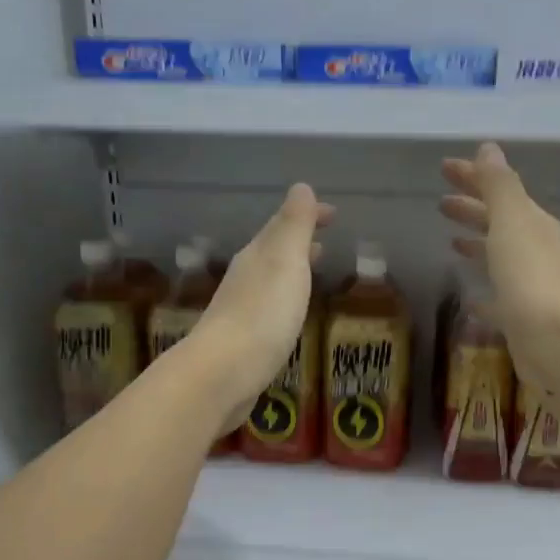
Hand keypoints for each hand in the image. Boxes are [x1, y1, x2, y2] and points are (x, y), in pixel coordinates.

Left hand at [192, 183, 333, 418]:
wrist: (224, 372)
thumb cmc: (263, 313)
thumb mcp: (285, 261)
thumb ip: (294, 225)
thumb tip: (301, 187)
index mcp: (257, 255)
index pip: (283, 225)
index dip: (308, 215)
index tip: (334, 214)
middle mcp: (245, 277)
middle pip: (273, 250)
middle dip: (298, 241)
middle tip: (324, 240)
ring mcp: (240, 309)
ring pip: (270, 279)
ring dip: (291, 270)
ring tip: (312, 271)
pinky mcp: (242, 341)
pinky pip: (268, 308)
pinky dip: (284, 299)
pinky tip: (290, 314)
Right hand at [440, 143, 559, 391]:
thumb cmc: (533, 281)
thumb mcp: (513, 224)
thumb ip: (499, 187)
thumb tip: (488, 147)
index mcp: (533, 224)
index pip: (499, 190)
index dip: (472, 177)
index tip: (443, 167)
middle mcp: (536, 251)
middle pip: (500, 223)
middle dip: (473, 210)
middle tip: (441, 203)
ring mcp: (531, 288)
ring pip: (499, 259)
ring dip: (478, 246)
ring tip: (451, 242)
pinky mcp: (523, 321)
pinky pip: (498, 300)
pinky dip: (483, 294)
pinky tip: (469, 298)